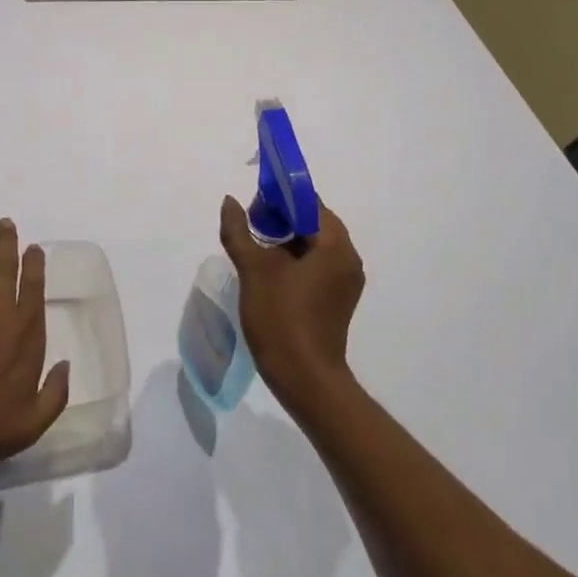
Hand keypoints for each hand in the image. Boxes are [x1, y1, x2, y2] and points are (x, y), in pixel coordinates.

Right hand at [219, 196, 364, 407]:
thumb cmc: (281, 318)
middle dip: (281, 218)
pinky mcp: (337, 300)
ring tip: (255, 247)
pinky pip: (317, 266)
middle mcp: (348, 259)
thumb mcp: (254, 269)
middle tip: (251, 225)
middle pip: (314, 222)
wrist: (304, 379)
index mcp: (336, 246)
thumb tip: (230, 201)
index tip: (254, 205)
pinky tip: (269, 271)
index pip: (310, 203)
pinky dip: (295, 260)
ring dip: (286, 240)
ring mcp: (345, 282)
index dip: (281, 197)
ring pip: (314, 245)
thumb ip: (239, 230)